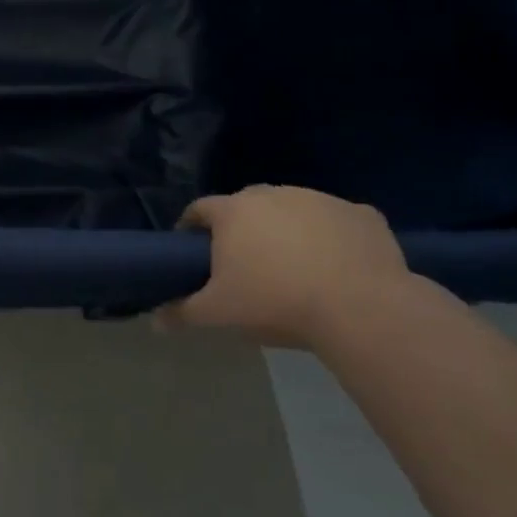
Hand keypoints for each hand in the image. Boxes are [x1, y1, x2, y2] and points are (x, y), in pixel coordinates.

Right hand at [156, 185, 412, 349]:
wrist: (360, 308)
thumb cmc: (276, 302)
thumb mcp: (219, 314)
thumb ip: (182, 313)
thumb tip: (154, 321)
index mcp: (234, 211)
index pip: (200, 209)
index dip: (192, 227)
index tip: (193, 248)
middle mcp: (274, 194)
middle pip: (247, 203)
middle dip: (242, 225)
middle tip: (245, 261)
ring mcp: (320, 199)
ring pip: (294, 208)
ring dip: (288, 227)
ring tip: (294, 264)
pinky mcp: (361, 214)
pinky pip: (339, 220)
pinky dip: (334, 236)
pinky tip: (339, 264)